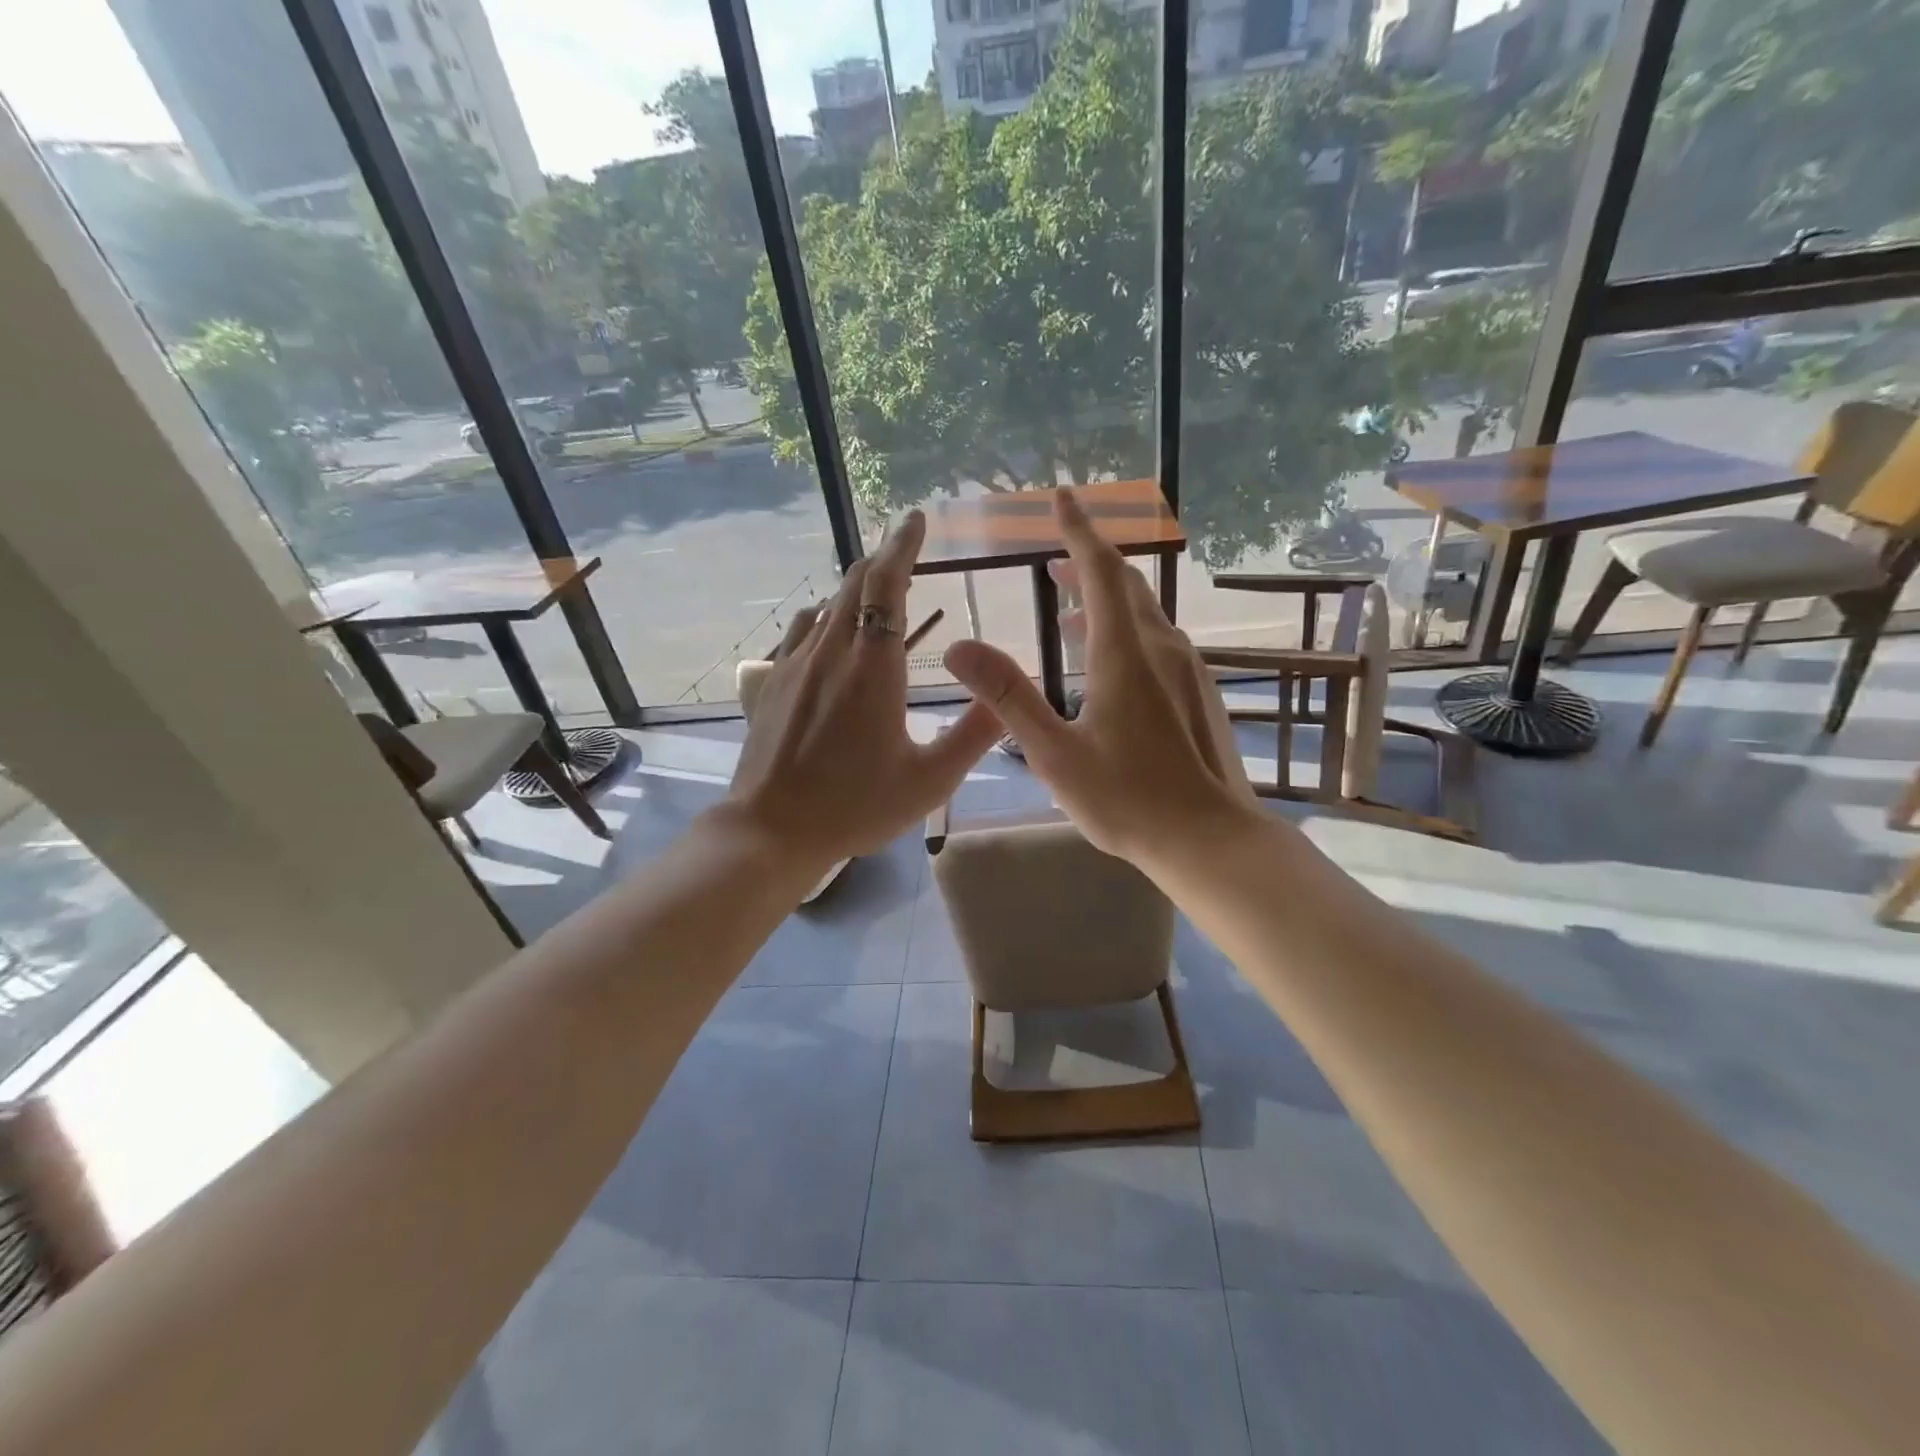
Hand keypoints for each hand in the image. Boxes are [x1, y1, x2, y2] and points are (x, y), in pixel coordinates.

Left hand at [727, 511, 1001, 875]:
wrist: (773, 830)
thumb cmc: (856, 806)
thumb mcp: (930, 780)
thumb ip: (973, 735)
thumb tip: (1006, 698)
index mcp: (873, 667)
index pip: (886, 584)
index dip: (902, 545)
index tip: (915, 519)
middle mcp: (831, 652)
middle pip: (854, 583)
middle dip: (882, 558)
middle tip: (905, 548)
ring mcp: (794, 665)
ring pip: (827, 605)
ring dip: (854, 587)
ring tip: (875, 587)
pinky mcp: (772, 683)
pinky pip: (801, 632)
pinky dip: (824, 617)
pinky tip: (829, 631)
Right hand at [945, 490, 1258, 871]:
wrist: (1207, 838)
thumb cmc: (1126, 799)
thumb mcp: (1054, 752)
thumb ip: (1008, 697)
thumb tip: (959, 646)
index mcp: (1124, 654)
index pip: (1100, 572)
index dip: (1078, 531)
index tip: (1062, 498)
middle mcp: (1160, 648)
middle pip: (1125, 585)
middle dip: (1089, 563)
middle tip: (1054, 558)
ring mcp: (1186, 670)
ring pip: (1143, 614)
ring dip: (1106, 600)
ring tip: (1068, 611)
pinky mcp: (1196, 693)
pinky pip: (1156, 641)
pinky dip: (1125, 631)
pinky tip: (1106, 665)